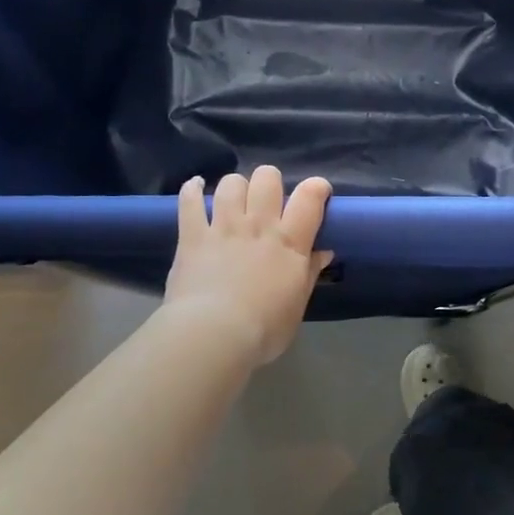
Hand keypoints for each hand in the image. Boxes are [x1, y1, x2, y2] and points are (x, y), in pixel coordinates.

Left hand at [163, 166, 333, 366]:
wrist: (214, 336)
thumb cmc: (264, 329)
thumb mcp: (297, 305)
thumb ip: (309, 273)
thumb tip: (324, 252)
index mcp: (290, 241)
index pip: (309, 197)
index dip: (317, 187)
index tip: (318, 194)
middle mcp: (258, 224)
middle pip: (267, 178)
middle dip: (269, 182)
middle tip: (268, 201)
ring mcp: (224, 226)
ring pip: (231, 183)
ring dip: (235, 187)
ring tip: (234, 200)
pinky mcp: (192, 235)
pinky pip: (190, 200)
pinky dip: (191, 189)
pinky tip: (195, 186)